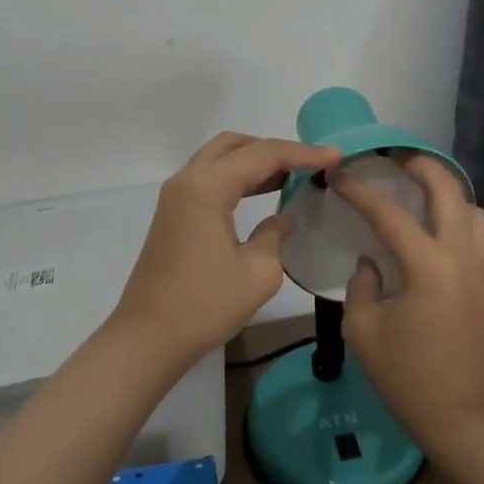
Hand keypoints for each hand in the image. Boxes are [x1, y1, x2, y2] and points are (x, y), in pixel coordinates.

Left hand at [111, 132, 341, 367]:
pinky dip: (238, 177)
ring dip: (255, 161)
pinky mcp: (174, 213)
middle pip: (234, 145)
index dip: (302, 153)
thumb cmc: (204, 306)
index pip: (262, 155)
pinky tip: (264, 193)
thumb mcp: (257, 273)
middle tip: (309, 163)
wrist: (148, 339)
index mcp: (206, 188)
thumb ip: (275, 235)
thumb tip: (282, 218)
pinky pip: (210, 178)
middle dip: (274, 149)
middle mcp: (187, 181)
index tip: (336, 156)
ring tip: (293, 175)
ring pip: (220, 158)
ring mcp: (176, 196)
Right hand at [335, 155, 483, 443]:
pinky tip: (434, 234)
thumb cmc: (406, 377)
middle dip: (422, 167)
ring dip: (448, 194)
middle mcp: (462, 258)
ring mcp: (482, 271)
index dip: (361, 191)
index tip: (341, 174)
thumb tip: (372, 262)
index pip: (390, 215)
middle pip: (449, 192)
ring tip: (420, 195)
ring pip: (474, 211)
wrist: (461, 418)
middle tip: (395, 159)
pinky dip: (458, 220)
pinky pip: (478, 237)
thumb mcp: (363, 331)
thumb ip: (362, 285)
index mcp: (429, 267)